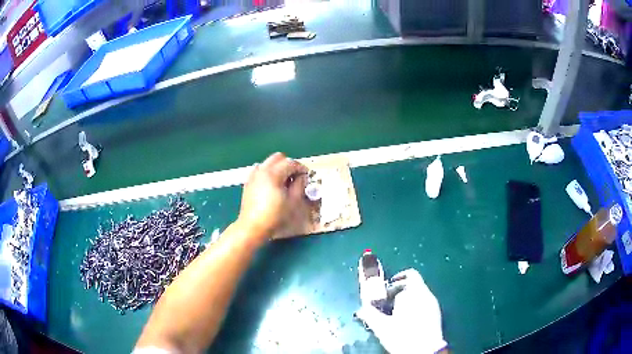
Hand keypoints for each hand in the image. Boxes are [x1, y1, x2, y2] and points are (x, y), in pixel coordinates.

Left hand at [236, 152, 309, 239]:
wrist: (252, 226)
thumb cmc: (274, 216)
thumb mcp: (292, 202)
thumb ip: (299, 185)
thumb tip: (302, 177)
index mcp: (273, 173)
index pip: (290, 163)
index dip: (301, 168)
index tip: (307, 176)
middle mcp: (262, 170)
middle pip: (278, 157)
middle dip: (288, 164)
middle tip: (295, 176)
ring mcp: (253, 175)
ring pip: (268, 162)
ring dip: (278, 167)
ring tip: (283, 181)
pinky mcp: (248, 182)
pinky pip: (260, 170)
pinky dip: (268, 172)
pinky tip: (271, 185)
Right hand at [355, 269, 446, 353]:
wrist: (425, 351)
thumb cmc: (402, 336)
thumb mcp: (382, 326)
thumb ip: (370, 314)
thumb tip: (361, 309)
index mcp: (414, 292)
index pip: (409, 275)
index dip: (396, 280)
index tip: (386, 290)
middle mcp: (426, 294)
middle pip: (414, 284)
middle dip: (400, 290)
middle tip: (387, 303)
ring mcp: (433, 304)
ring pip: (419, 294)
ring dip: (407, 299)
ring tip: (395, 313)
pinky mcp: (436, 314)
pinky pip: (424, 303)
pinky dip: (415, 306)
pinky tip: (406, 320)